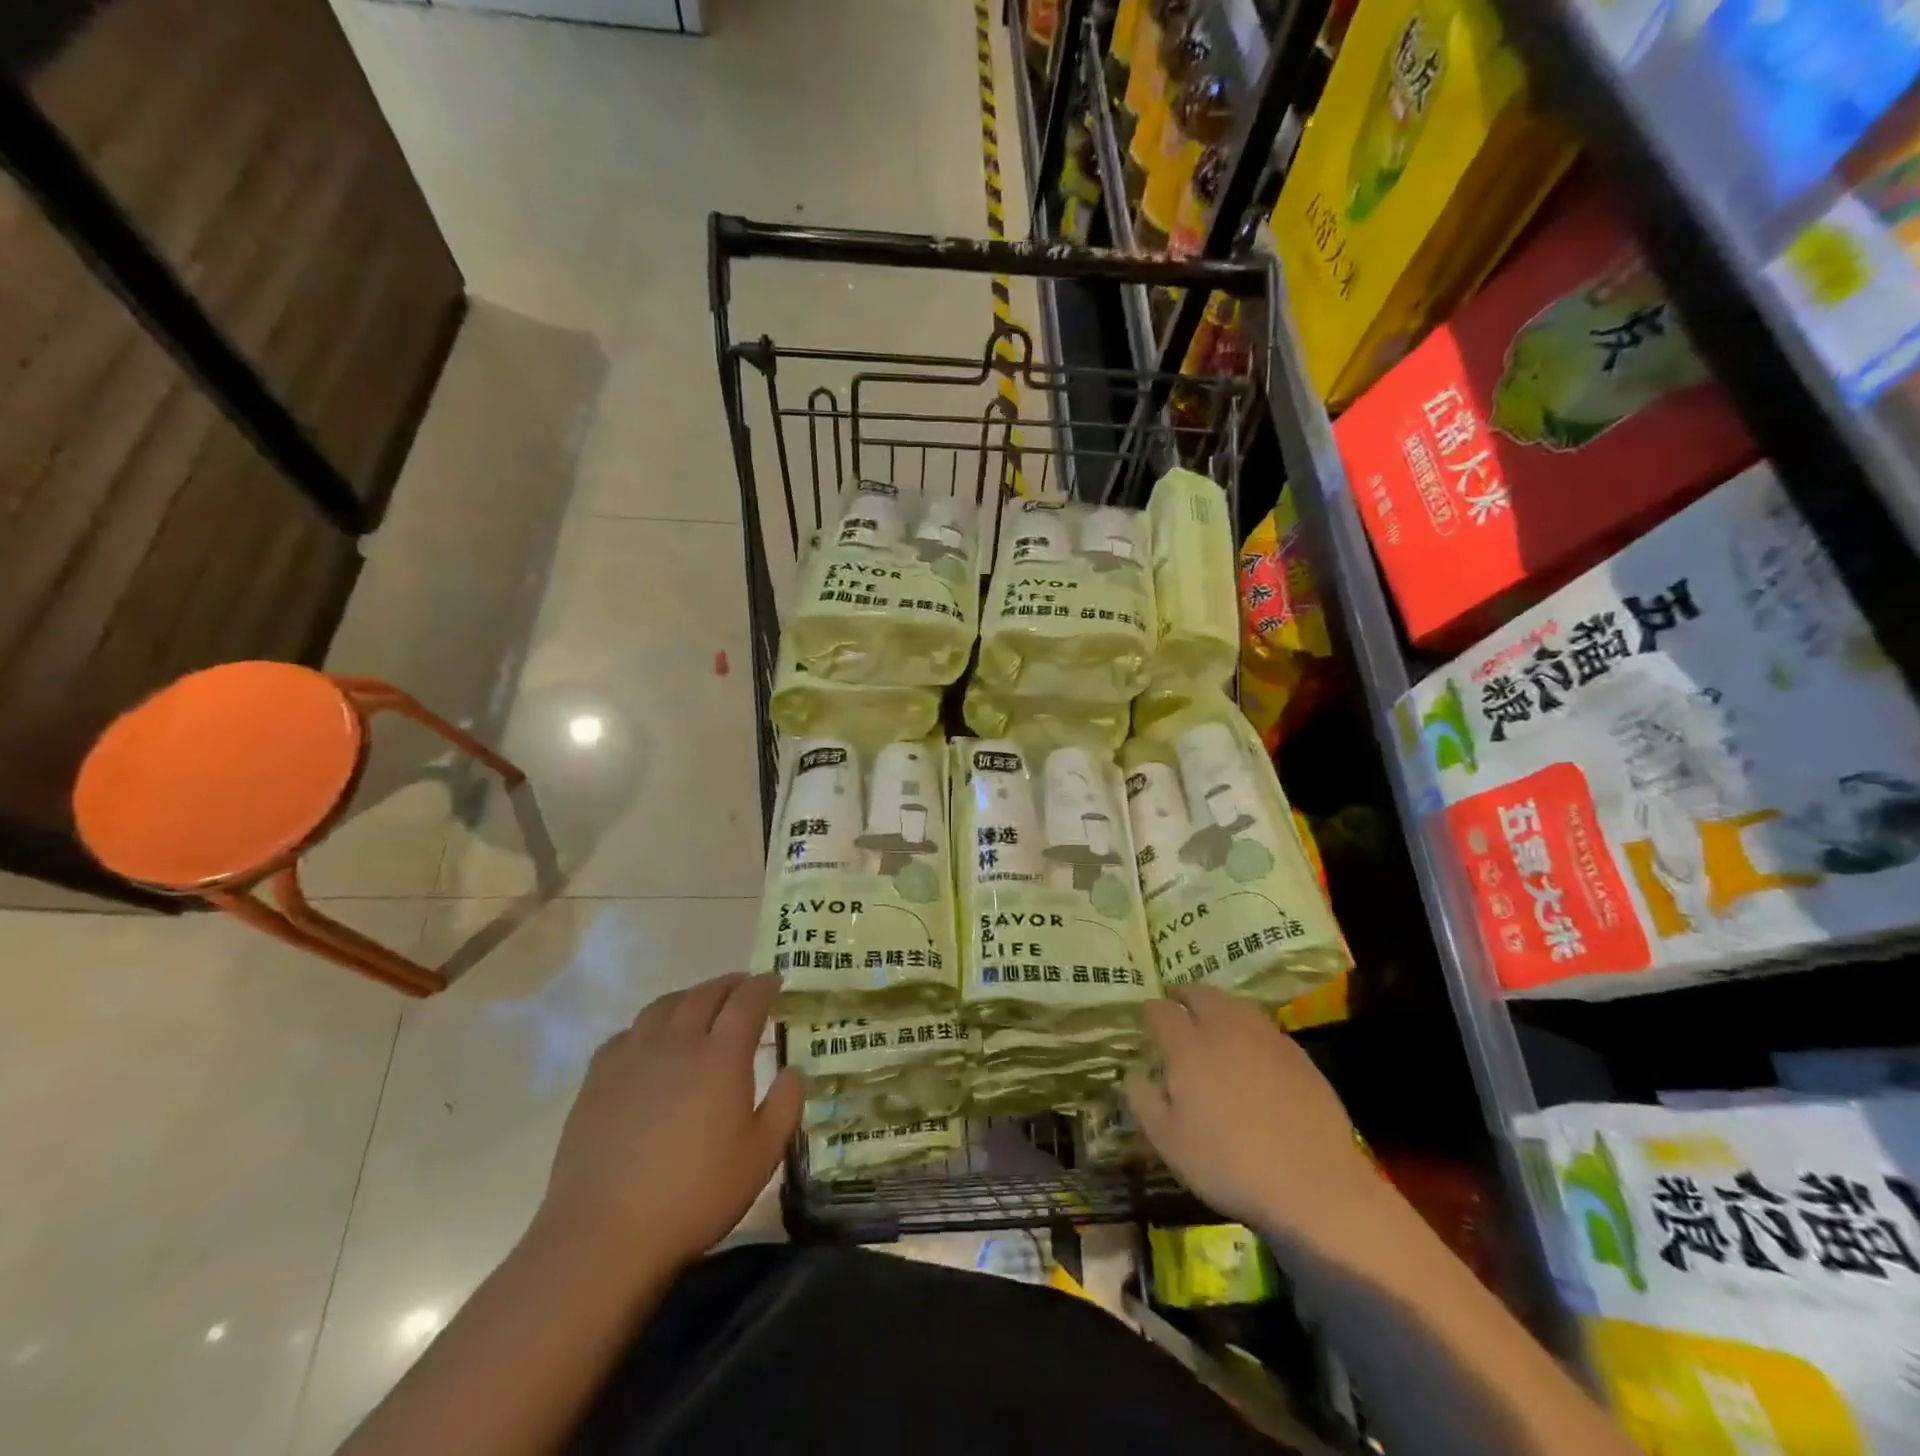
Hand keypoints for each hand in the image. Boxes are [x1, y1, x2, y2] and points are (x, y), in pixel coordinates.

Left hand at [539, 972, 803, 1274]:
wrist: (604, 1233)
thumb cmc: (694, 1196)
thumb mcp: (761, 1158)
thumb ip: (785, 1106)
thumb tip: (794, 1070)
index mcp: (722, 1056)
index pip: (747, 1001)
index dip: (764, 986)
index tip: (775, 981)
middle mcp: (679, 1042)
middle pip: (705, 994)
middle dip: (729, 985)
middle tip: (743, 987)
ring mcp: (634, 1055)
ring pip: (665, 1006)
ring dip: (690, 997)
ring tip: (700, 1005)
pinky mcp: (599, 1076)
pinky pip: (630, 1032)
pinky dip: (650, 1025)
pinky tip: (651, 1041)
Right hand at [1126, 985, 1380, 1242]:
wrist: (1313, 1183)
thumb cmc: (1229, 1164)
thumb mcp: (1170, 1143)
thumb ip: (1144, 1102)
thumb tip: (1133, 1074)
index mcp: (1188, 1047)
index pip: (1161, 1012)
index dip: (1151, 1011)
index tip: (1148, 1017)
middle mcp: (1225, 1030)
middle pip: (1201, 994)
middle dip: (1184, 994)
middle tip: (1177, 1000)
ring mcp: (1265, 1038)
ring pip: (1236, 1004)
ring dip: (1218, 1003)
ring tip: (1213, 1015)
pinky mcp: (1298, 1055)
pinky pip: (1265, 1026)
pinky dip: (1249, 1026)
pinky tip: (1251, 1047)